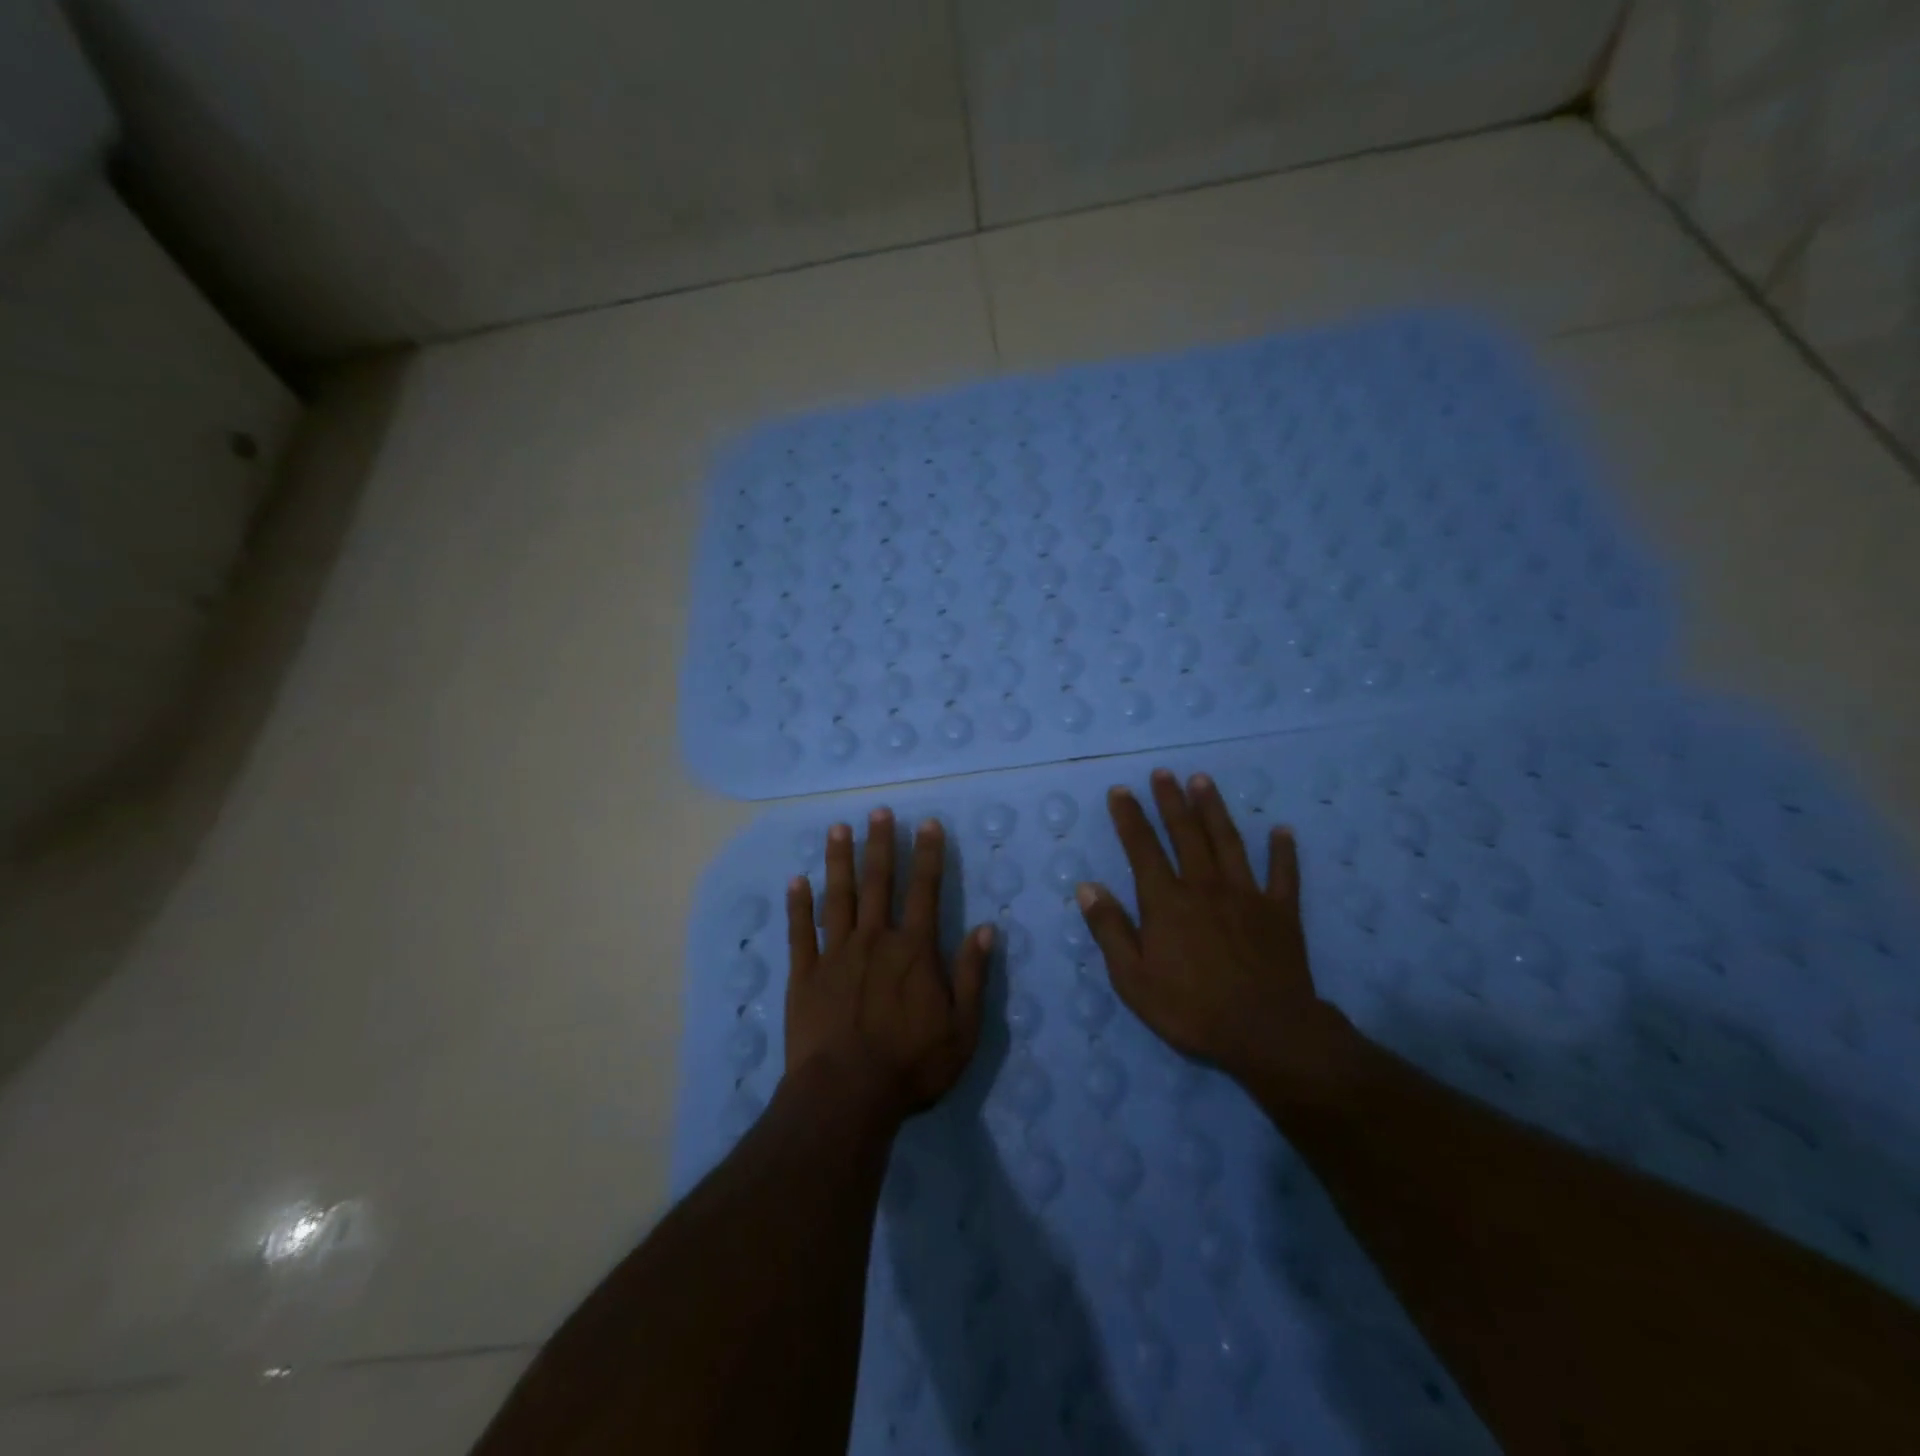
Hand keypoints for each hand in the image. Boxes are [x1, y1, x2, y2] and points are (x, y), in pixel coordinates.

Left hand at [785, 808, 991, 1124]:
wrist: (845, 1096)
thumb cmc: (910, 1065)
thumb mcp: (962, 1028)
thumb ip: (973, 976)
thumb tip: (987, 929)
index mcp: (914, 950)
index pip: (925, 891)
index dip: (929, 855)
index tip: (928, 824)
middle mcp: (874, 940)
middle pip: (879, 883)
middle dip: (881, 844)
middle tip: (879, 811)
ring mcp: (835, 954)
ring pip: (838, 897)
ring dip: (840, 861)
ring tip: (838, 828)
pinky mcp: (804, 974)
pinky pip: (800, 932)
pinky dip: (798, 905)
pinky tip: (796, 881)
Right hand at [1077, 769, 1350, 1090]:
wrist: (1266, 1032)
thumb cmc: (1191, 1009)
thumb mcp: (1133, 979)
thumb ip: (1110, 929)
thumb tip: (1087, 887)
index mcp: (1167, 901)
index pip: (1142, 848)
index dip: (1130, 818)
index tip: (1121, 791)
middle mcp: (1204, 886)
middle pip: (1186, 833)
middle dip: (1171, 801)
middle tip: (1163, 773)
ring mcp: (1246, 895)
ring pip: (1228, 841)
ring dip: (1214, 809)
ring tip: (1203, 781)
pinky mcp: (1281, 912)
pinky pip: (1284, 874)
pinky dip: (1283, 851)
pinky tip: (1282, 830)